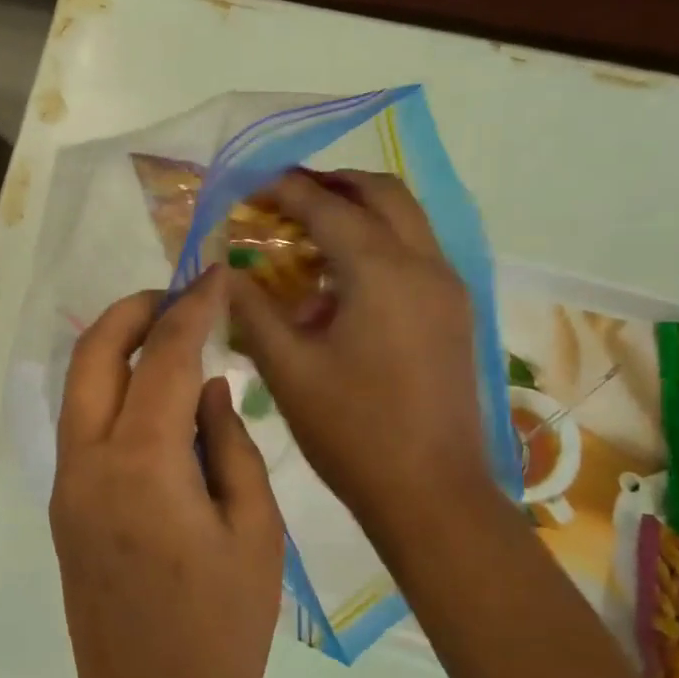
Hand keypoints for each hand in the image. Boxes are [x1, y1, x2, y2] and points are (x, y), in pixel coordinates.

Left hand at [50, 268, 284, 677]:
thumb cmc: (223, 631)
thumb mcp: (253, 530)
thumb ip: (229, 444)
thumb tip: (210, 388)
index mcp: (141, 463)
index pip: (165, 356)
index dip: (192, 307)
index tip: (217, 275)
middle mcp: (88, 461)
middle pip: (95, 354)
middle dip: (134, 311)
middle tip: (179, 296)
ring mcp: (68, 484)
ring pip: (80, 387)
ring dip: (117, 347)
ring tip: (170, 337)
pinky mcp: (66, 507)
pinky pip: (84, 424)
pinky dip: (112, 390)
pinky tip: (157, 399)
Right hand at [227, 171, 503, 541]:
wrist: (431, 493)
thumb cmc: (352, 432)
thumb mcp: (288, 370)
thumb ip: (252, 310)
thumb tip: (223, 272)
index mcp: (382, 273)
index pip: (327, 207)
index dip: (285, 190)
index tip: (249, 187)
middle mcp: (424, 265)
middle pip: (382, 193)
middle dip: (332, 184)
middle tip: (286, 198)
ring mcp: (447, 289)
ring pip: (406, 220)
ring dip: (359, 212)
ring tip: (309, 236)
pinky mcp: (455, 314)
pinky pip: (416, 254)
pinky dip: (379, 244)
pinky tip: (342, 283)